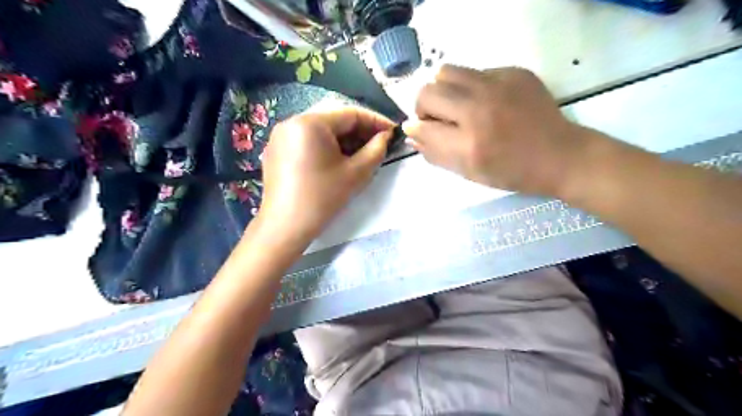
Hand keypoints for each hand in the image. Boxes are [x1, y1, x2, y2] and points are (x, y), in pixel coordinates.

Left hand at [258, 107, 392, 241]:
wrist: (286, 227)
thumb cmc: (323, 198)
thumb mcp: (356, 173)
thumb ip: (376, 150)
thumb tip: (386, 136)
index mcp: (310, 122)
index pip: (350, 113)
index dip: (376, 121)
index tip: (393, 132)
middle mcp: (292, 121)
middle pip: (334, 120)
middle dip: (360, 131)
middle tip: (380, 144)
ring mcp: (281, 136)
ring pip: (321, 130)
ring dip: (344, 139)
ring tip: (363, 153)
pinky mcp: (277, 150)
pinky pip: (307, 140)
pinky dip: (327, 146)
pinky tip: (339, 160)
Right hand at [403, 65, 595, 196]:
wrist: (559, 155)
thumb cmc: (510, 172)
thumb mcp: (468, 172)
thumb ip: (434, 153)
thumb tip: (411, 133)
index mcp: (468, 144)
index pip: (422, 126)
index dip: (416, 128)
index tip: (420, 130)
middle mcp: (479, 109)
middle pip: (427, 92)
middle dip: (424, 107)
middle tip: (438, 118)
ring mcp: (498, 85)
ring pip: (446, 72)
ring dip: (443, 90)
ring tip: (457, 105)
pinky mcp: (514, 72)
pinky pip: (475, 72)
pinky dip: (471, 87)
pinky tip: (487, 102)